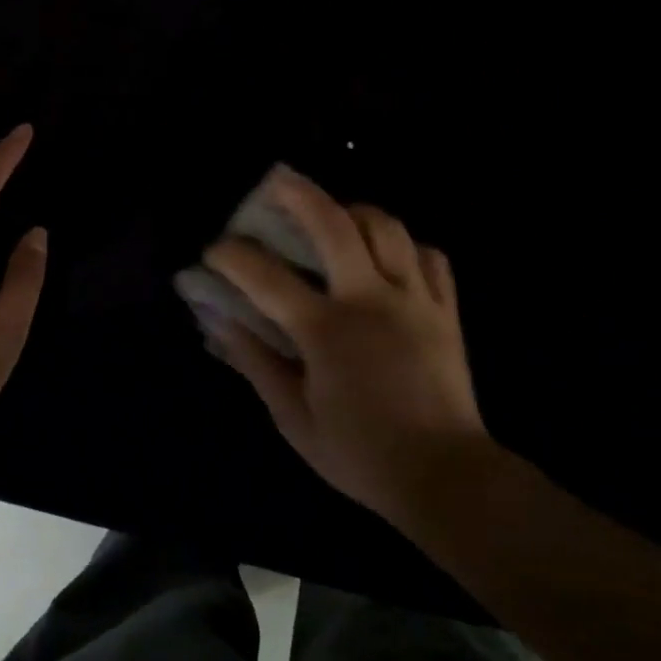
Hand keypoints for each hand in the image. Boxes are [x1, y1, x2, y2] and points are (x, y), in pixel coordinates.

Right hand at [201, 167, 489, 522]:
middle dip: (300, 194)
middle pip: (335, 225)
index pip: (266, 278)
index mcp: (327, 331)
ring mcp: (414, 300)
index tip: (214, 249)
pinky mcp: (446, 311)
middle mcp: (370, 300)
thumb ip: (256, 364)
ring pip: (388, 229)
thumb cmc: (362, 455)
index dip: (233, 256)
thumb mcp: (294, 420)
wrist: (447, 478)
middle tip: (277, 182)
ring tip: (337, 217)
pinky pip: (432, 258)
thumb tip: (221, 323)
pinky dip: (408, 247)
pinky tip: (391, 257)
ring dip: (357, 212)